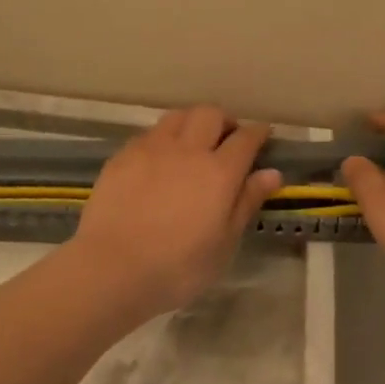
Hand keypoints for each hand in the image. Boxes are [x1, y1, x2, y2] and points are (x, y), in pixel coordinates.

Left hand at [72, 106, 281, 318]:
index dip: (257, 132)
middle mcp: (188, 150)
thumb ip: (246, 202)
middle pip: (210, 114)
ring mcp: (152, 149)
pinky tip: (158, 159)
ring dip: (191, 123)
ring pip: (177, 117)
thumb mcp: (224, 243)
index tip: (262, 134)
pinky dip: (162, 138)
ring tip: (192, 142)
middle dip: (224, 120)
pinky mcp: (122, 156)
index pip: (245, 138)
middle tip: (226, 138)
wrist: (111, 269)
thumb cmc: (178, 267)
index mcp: (219, 172)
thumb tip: (272, 173)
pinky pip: (149, 134)